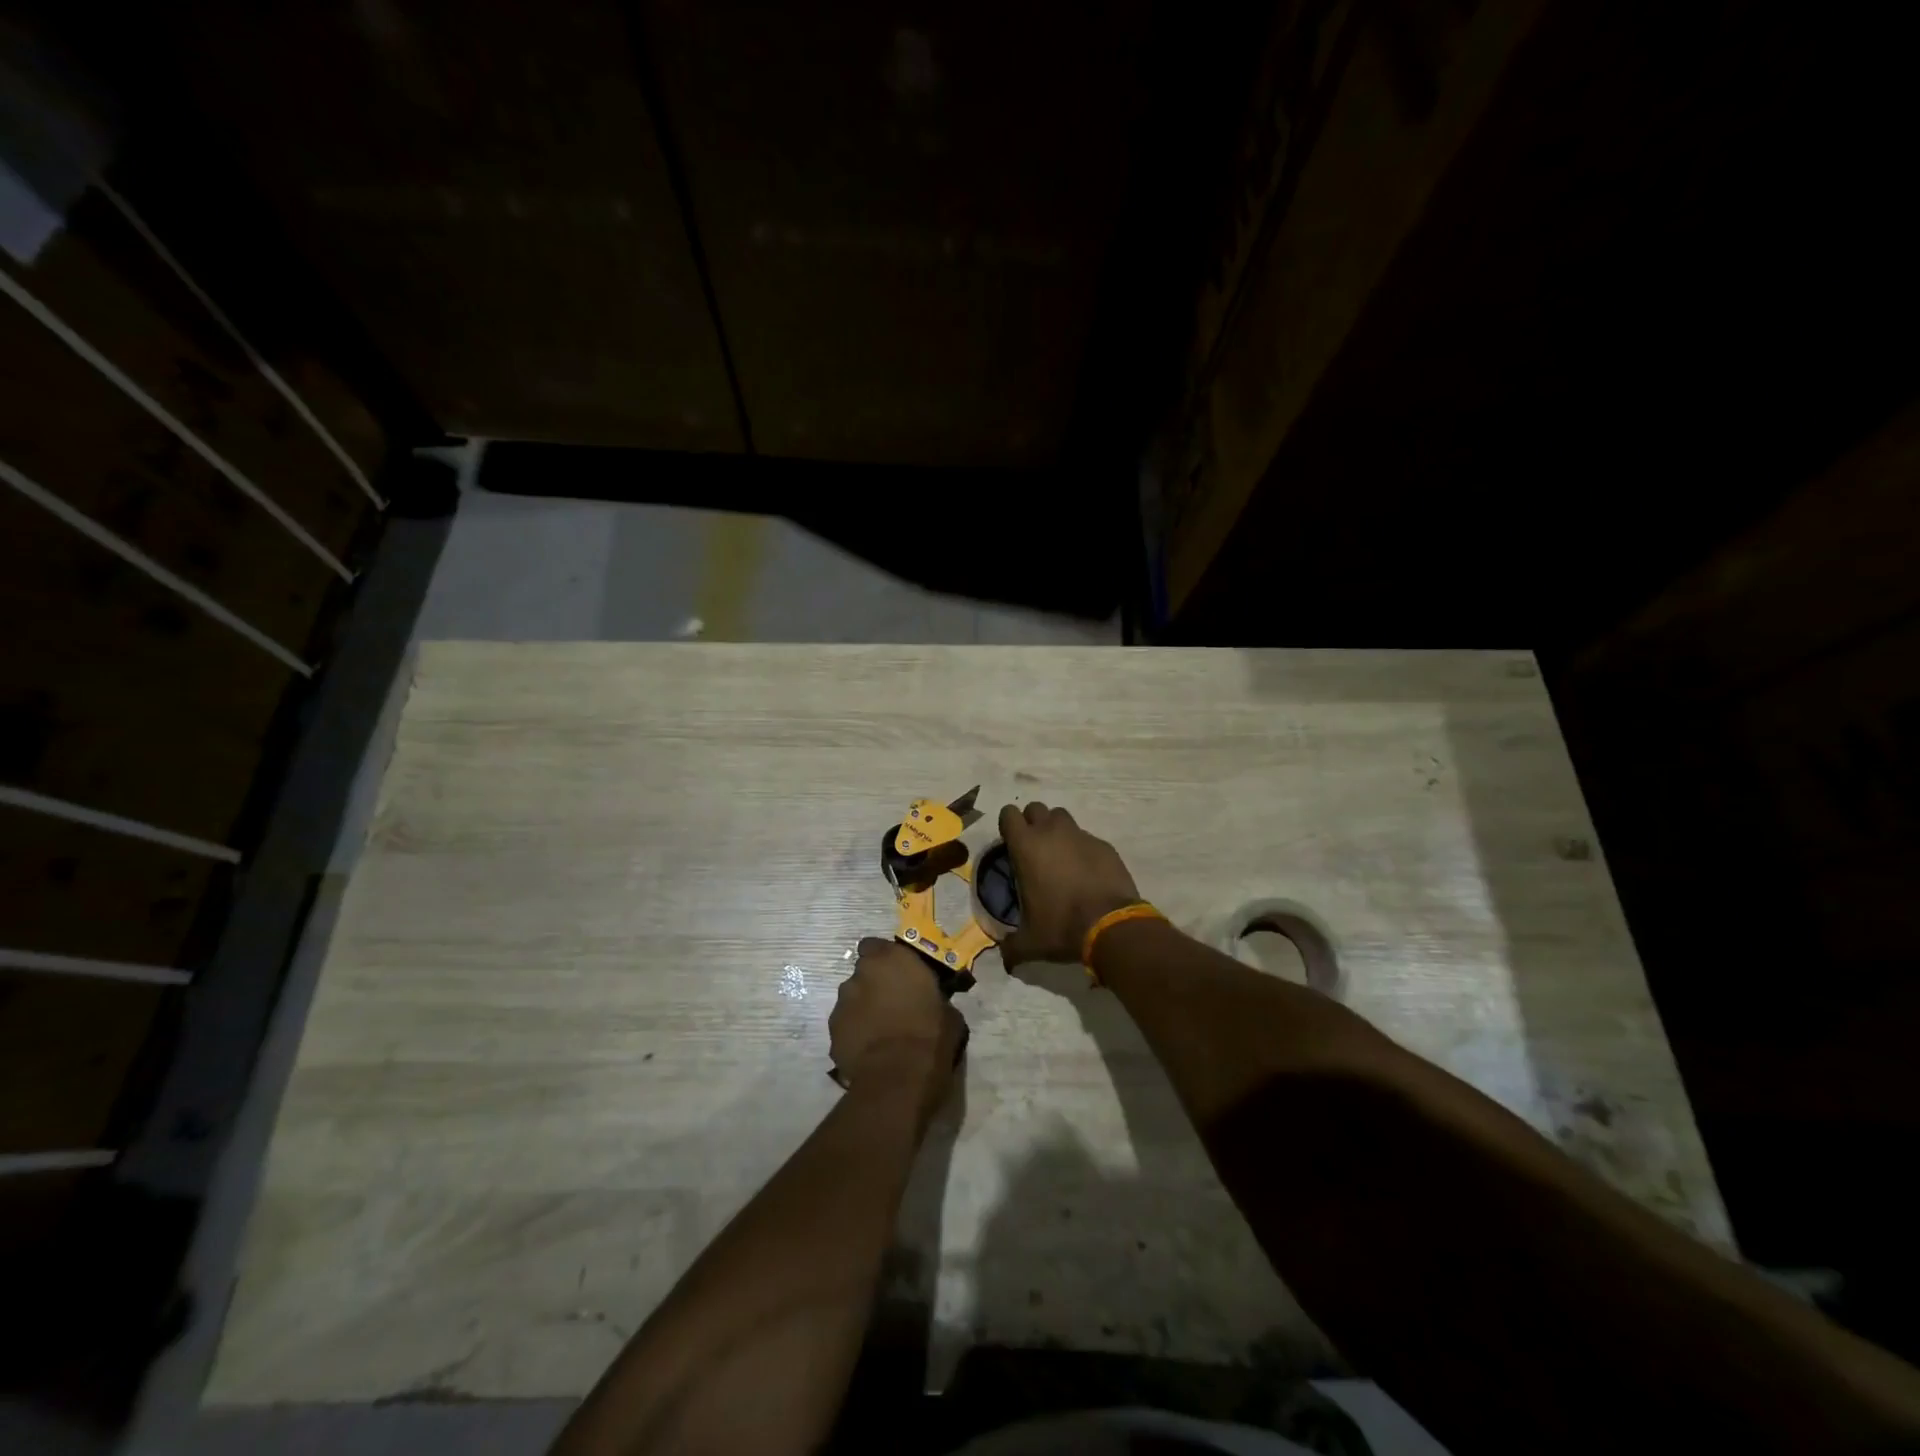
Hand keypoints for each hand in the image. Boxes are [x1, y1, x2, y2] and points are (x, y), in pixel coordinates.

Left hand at [830, 938, 966, 1102]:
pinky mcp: (832, 1030)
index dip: (884, 959)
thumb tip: (932, 1002)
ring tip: (881, 1031)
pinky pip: (846, 1024)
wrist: (898, 1078)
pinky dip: (855, 1031)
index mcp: (892, 959)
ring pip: (852, 998)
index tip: (898, 974)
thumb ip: (933, 996)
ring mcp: (843, 1002)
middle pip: (864, 972)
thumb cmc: (931, 1036)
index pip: (875, 945)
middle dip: (875, 984)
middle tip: (892, 1004)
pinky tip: (870, 1049)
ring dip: (864, 1008)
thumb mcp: (947, 1011)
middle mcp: (862, 974)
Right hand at [997, 802, 1141, 966]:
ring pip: (1062, 817)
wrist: (1111, 925)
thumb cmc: (1062, 926)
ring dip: (1057, 830)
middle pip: (1036, 809)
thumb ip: (1012, 947)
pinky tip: (1086, 872)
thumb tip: (1005, 960)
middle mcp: (1052, 832)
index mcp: (1026, 846)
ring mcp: (1080, 835)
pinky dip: (1082, 848)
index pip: (1008, 813)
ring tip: (1060, 856)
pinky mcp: (1104, 845)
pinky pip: (1087, 838)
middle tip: (1035, 849)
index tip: (1011, 845)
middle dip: (1033, 823)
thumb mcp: (1031, 942)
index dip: (1008, 826)